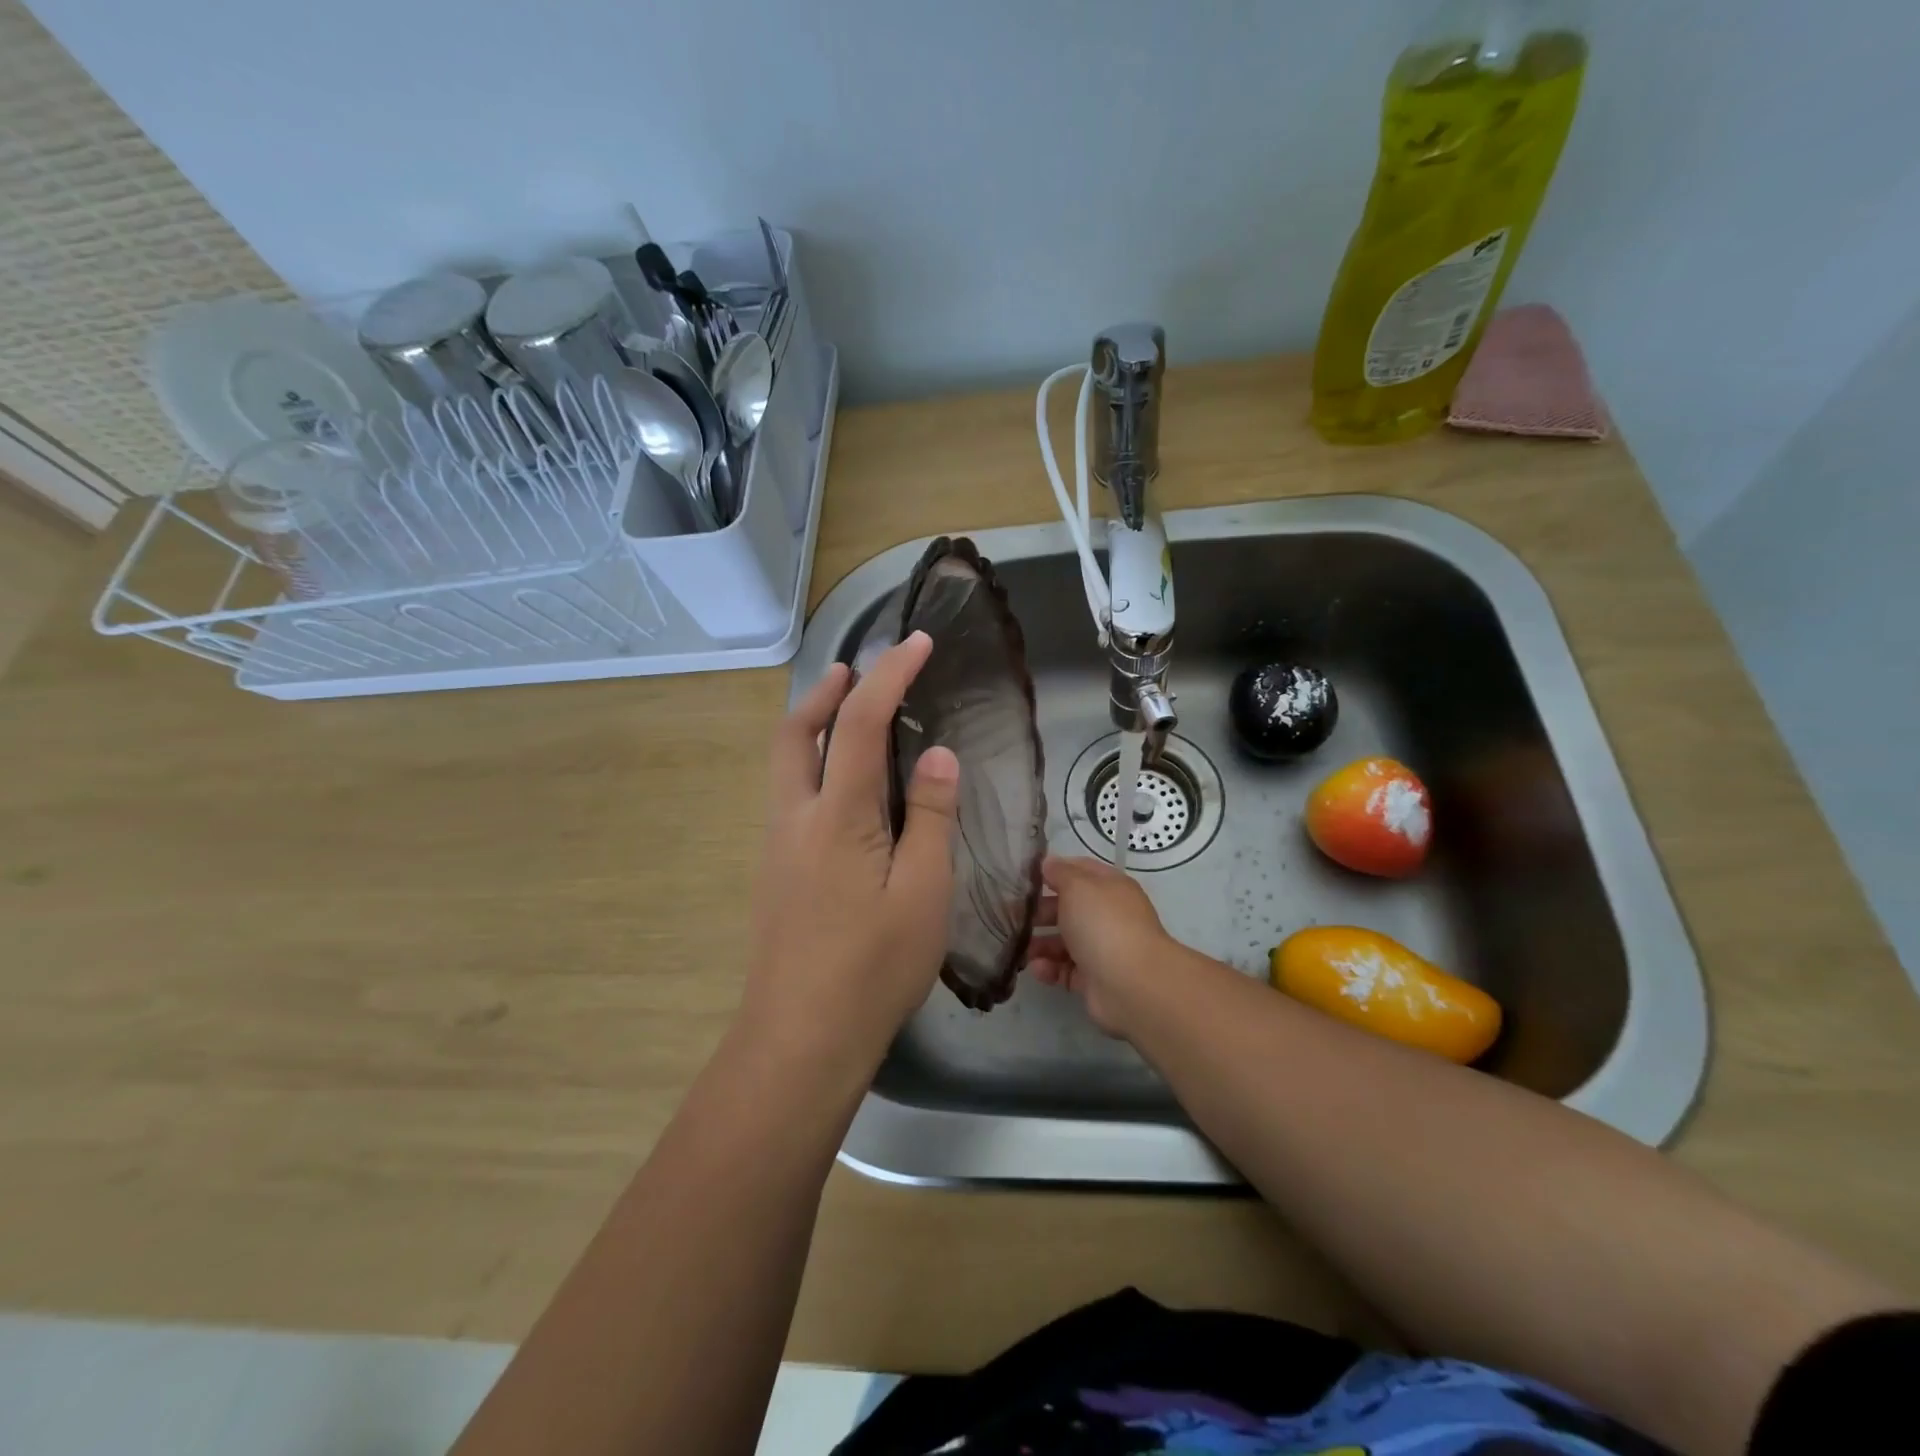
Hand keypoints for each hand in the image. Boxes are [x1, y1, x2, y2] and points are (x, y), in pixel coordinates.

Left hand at [743, 632, 959, 1066]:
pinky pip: (790, 796)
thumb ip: (928, 817)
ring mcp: (777, 847)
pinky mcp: (776, 874)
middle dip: (823, 691)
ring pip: (784, 765)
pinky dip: (811, 765)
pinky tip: (843, 790)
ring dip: (811, 726)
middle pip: (792, 733)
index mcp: (836, 816)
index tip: (916, 642)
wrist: (801, 1038)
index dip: (888, 675)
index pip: (857, 722)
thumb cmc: (873, 967)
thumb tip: (936, 756)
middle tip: (855, 670)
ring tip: (848, 715)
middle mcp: (794, 819)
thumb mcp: (923, 892)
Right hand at [1026, 855, 1174, 1036]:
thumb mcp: (1078, 886)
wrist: (1132, 985)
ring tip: (1020, 948)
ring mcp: (1102, 949)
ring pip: (1065, 941)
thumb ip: (1060, 873)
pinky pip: (1066, 970)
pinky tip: (1037, 969)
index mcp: (1110, 887)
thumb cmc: (1103, 924)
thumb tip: (1049, 863)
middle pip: (1069, 908)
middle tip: (1011, 915)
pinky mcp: (1094, 979)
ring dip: (1041, 943)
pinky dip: (1050, 969)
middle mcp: (1108, 916)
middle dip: (1040, 911)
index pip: (1080, 871)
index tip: (1024, 877)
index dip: (1054, 871)